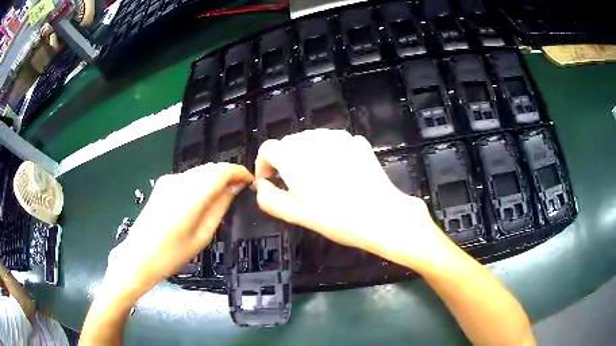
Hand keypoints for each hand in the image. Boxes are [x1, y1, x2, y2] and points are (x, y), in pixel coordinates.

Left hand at [103, 163, 252, 298]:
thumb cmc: (172, 254)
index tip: (250, 180)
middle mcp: (179, 181)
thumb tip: (234, 189)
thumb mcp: (202, 235)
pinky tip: (203, 198)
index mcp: (191, 195)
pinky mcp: (162, 184)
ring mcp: (169, 180)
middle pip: (211, 168)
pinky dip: (201, 182)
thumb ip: (219, 208)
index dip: (239, 172)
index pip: (221, 171)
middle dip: (228, 175)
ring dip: (214, 178)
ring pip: (199, 171)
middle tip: (239, 189)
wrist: (139, 256)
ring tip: (223, 195)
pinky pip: (188, 177)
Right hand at [254, 129, 450, 268]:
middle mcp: (314, 139)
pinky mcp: (357, 142)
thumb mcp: (295, 214)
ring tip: (318, 180)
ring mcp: (338, 137)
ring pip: (311, 141)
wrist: (382, 215)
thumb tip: (262, 186)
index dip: (264, 164)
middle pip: (289, 143)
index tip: (270, 181)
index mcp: (294, 156)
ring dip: (307, 156)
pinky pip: (333, 143)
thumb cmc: (336, 218)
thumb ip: (269, 199)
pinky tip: (339, 173)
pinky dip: (328, 154)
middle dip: (285, 161)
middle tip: (294, 185)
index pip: (268, 148)